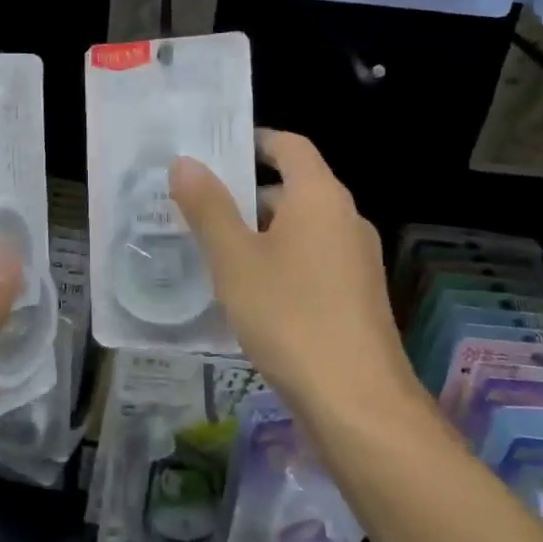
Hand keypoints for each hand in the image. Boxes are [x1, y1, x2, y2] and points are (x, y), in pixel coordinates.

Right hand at [170, 131, 423, 426]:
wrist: (357, 401)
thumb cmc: (290, 316)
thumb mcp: (235, 259)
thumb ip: (208, 207)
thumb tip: (184, 162)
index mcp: (320, 197)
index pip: (291, 146)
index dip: (256, 140)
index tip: (217, 149)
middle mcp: (346, 218)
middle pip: (295, 187)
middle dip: (247, 193)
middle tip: (199, 205)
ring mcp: (357, 259)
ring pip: (302, 227)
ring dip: (262, 230)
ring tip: (215, 248)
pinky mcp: (358, 295)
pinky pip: (314, 259)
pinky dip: (281, 259)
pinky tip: (250, 290)